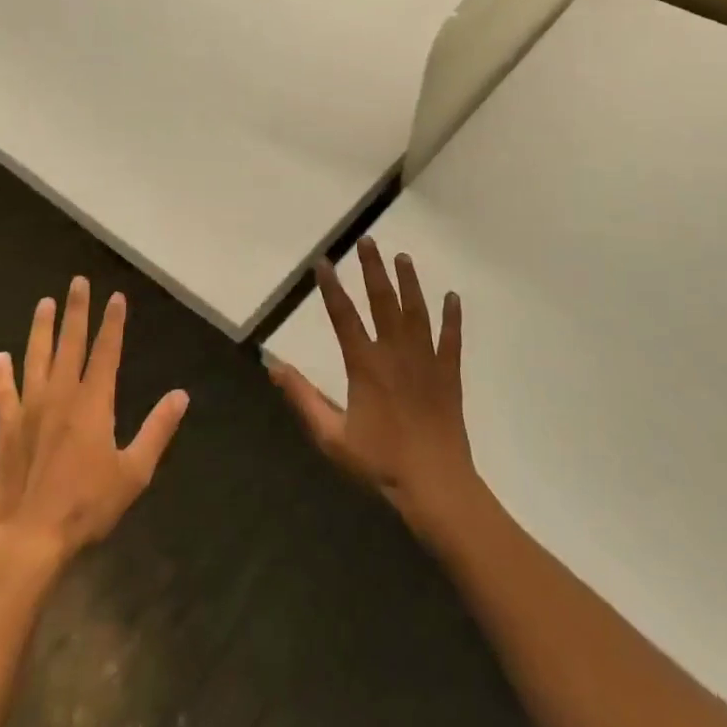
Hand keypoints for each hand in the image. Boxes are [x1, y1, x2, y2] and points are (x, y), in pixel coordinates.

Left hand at [0, 277, 188, 563]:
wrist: (28, 538)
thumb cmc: (86, 505)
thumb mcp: (134, 472)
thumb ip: (157, 430)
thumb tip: (181, 395)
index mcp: (93, 402)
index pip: (106, 351)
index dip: (112, 323)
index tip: (115, 297)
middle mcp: (61, 395)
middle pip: (70, 343)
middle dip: (76, 311)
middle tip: (77, 282)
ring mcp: (30, 409)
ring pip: (36, 358)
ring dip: (40, 329)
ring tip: (44, 303)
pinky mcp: (7, 429)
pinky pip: (4, 393)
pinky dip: (2, 375)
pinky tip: (0, 358)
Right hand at [269, 237, 477, 539]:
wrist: (435, 485)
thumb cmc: (380, 463)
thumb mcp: (331, 437)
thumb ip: (303, 399)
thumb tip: (273, 367)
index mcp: (365, 365)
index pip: (343, 317)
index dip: (331, 288)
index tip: (324, 262)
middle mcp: (395, 352)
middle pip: (383, 301)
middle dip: (374, 269)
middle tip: (368, 241)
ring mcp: (426, 360)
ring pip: (417, 311)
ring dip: (409, 283)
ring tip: (403, 257)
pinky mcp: (449, 373)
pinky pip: (452, 339)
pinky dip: (453, 317)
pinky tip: (453, 297)